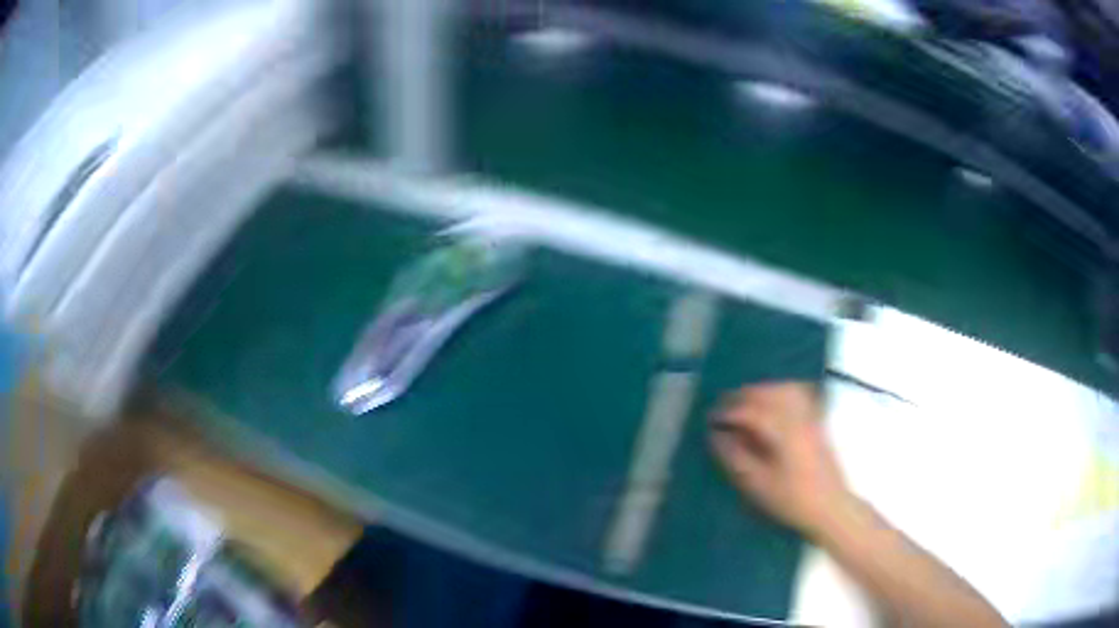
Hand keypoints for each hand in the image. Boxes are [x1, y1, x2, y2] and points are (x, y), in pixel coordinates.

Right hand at [709, 382, 852, 537]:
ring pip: (783, 388)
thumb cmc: (792, 499)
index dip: (727, 412)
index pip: (749, 410)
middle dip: (742, 396)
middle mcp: (797, 416)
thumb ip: (735, 457)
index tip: (710, 419)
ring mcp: (810, 416)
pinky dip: (781, 391)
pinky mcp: (817, 421)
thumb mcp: (757, 484)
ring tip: (744, 403)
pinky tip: (773, 401)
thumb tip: (716, 436)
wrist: (830, 507)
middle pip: (767, 392)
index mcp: (782, 431)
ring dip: (761, 391)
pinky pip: (799, 394)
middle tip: (723, 408)